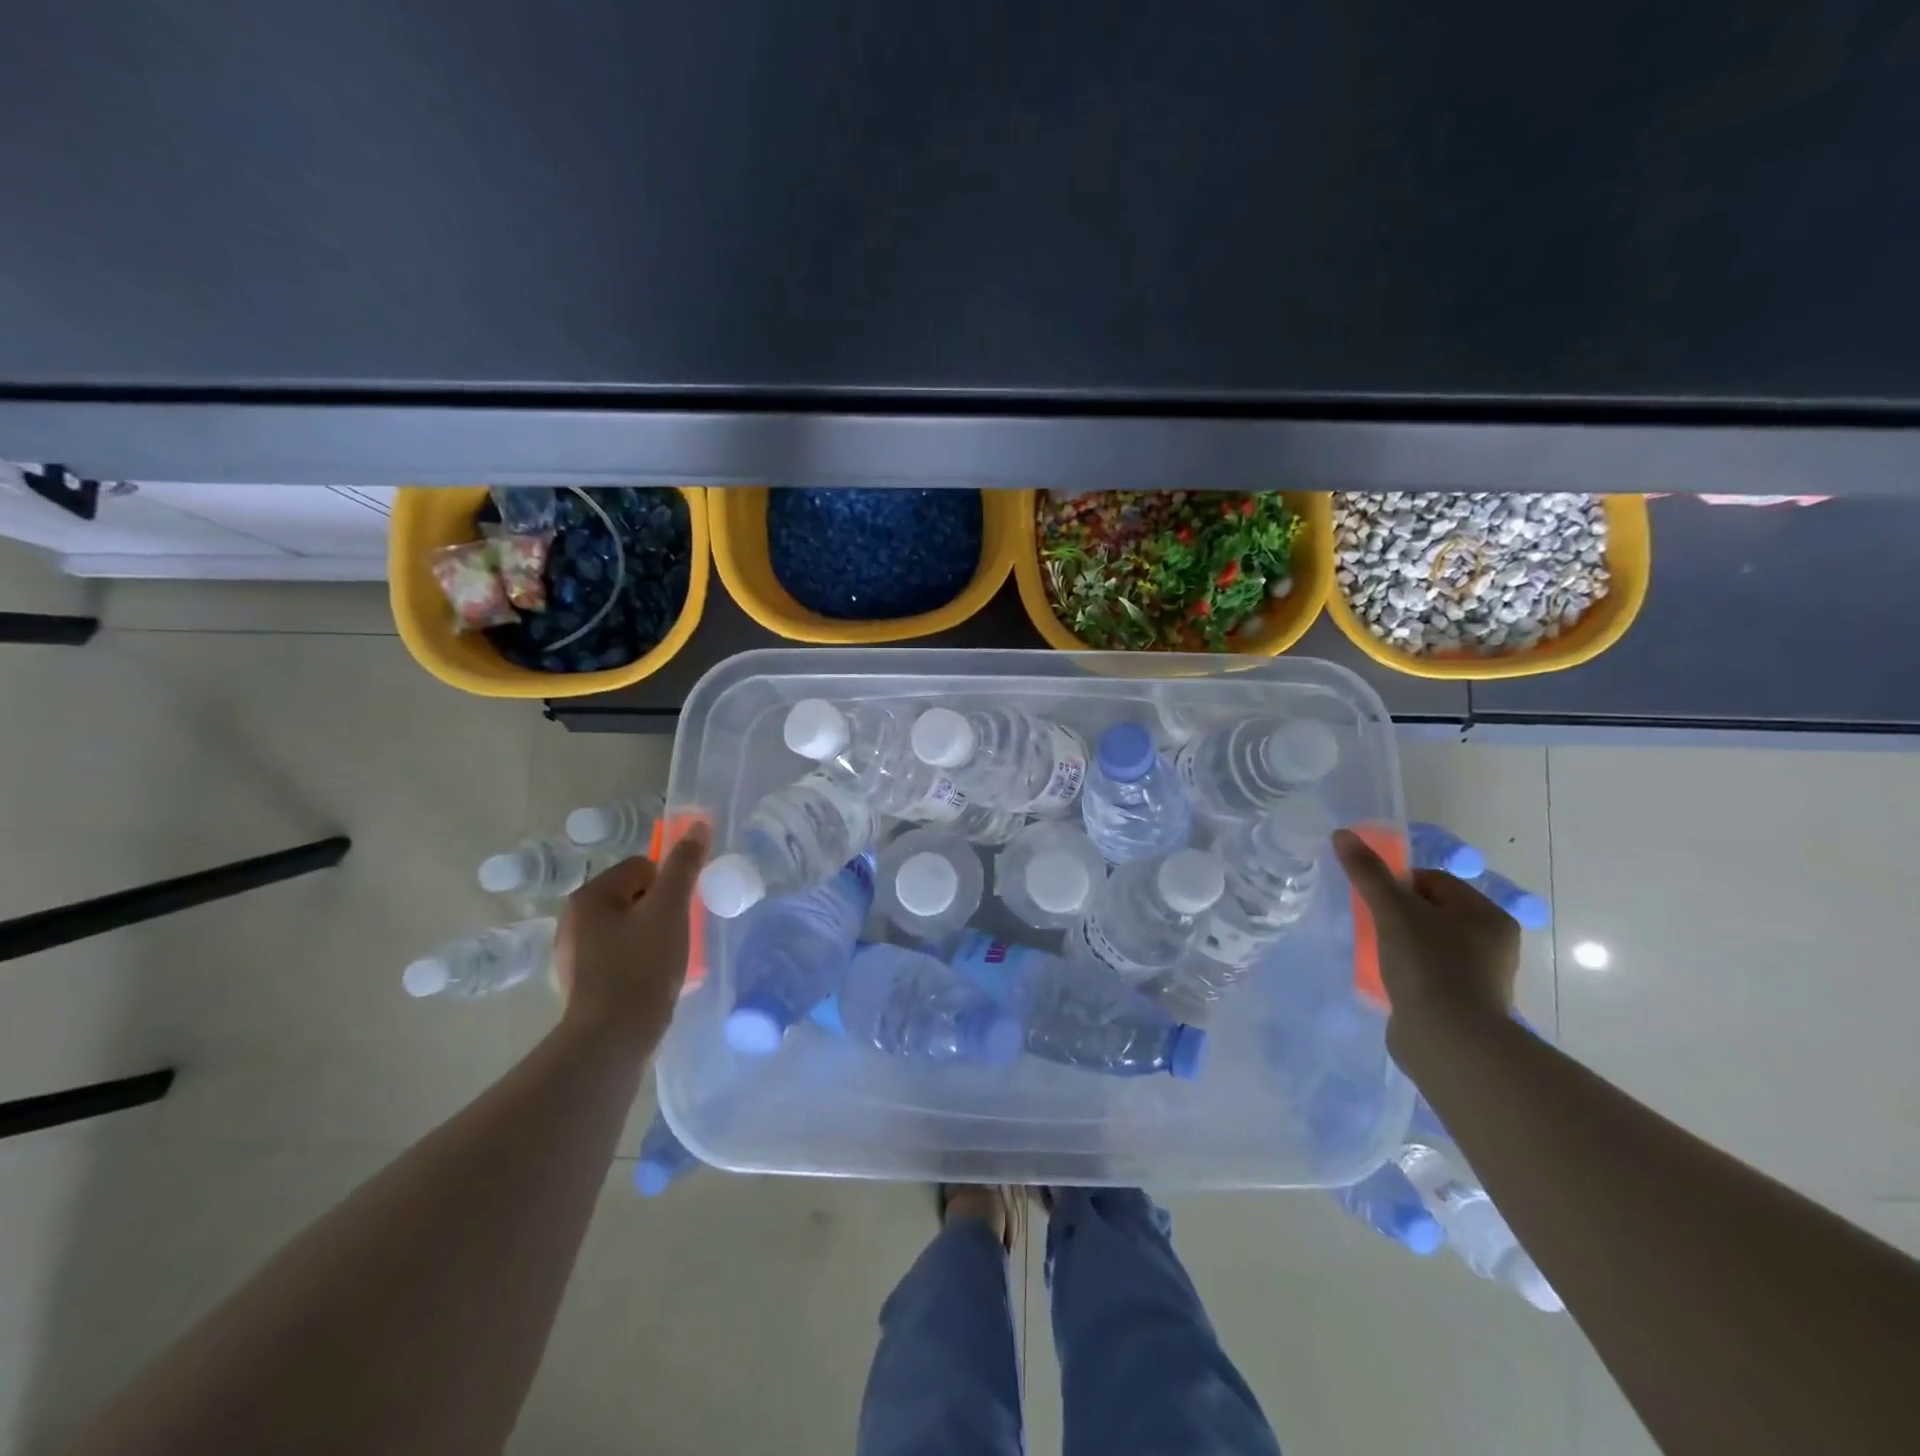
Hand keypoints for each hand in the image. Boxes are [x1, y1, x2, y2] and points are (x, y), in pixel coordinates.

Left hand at [551, 823, 709, 1051]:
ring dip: (653, 938)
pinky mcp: (583, 984)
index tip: (681, 912)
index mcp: (589, 896)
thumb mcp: (670, 909)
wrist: (612, 1039)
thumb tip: (697, 825)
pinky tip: (653, 982)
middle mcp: (574, 920)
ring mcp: (574, 955)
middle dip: (662, 913)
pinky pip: (621, 958)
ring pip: (630, 929)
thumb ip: (684, 866)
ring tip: (669, 962)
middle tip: (679, 937)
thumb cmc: (642, 966)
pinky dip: (639, 964)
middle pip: (635, 897)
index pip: (642, 867)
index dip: (670, 886)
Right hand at [1333, 827, 1518, 1045]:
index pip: (1433, 880)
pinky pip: (1429, 973)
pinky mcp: (1463, 1003)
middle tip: (1372, 927)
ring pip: (1428, 943)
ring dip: (1401, 944)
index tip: (1374, 902)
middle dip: (1398, 915)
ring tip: (1378, 955)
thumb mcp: (1392, 911)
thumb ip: (1368, 873)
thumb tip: (1342, 835)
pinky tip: (1390, 979)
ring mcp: (1480, 976)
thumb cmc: (1428, 965)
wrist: (1449, 1041)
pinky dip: (1408, 972)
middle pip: (1430, 910)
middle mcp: (1491, 942)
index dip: (1398, 885)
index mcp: (1486, 914)